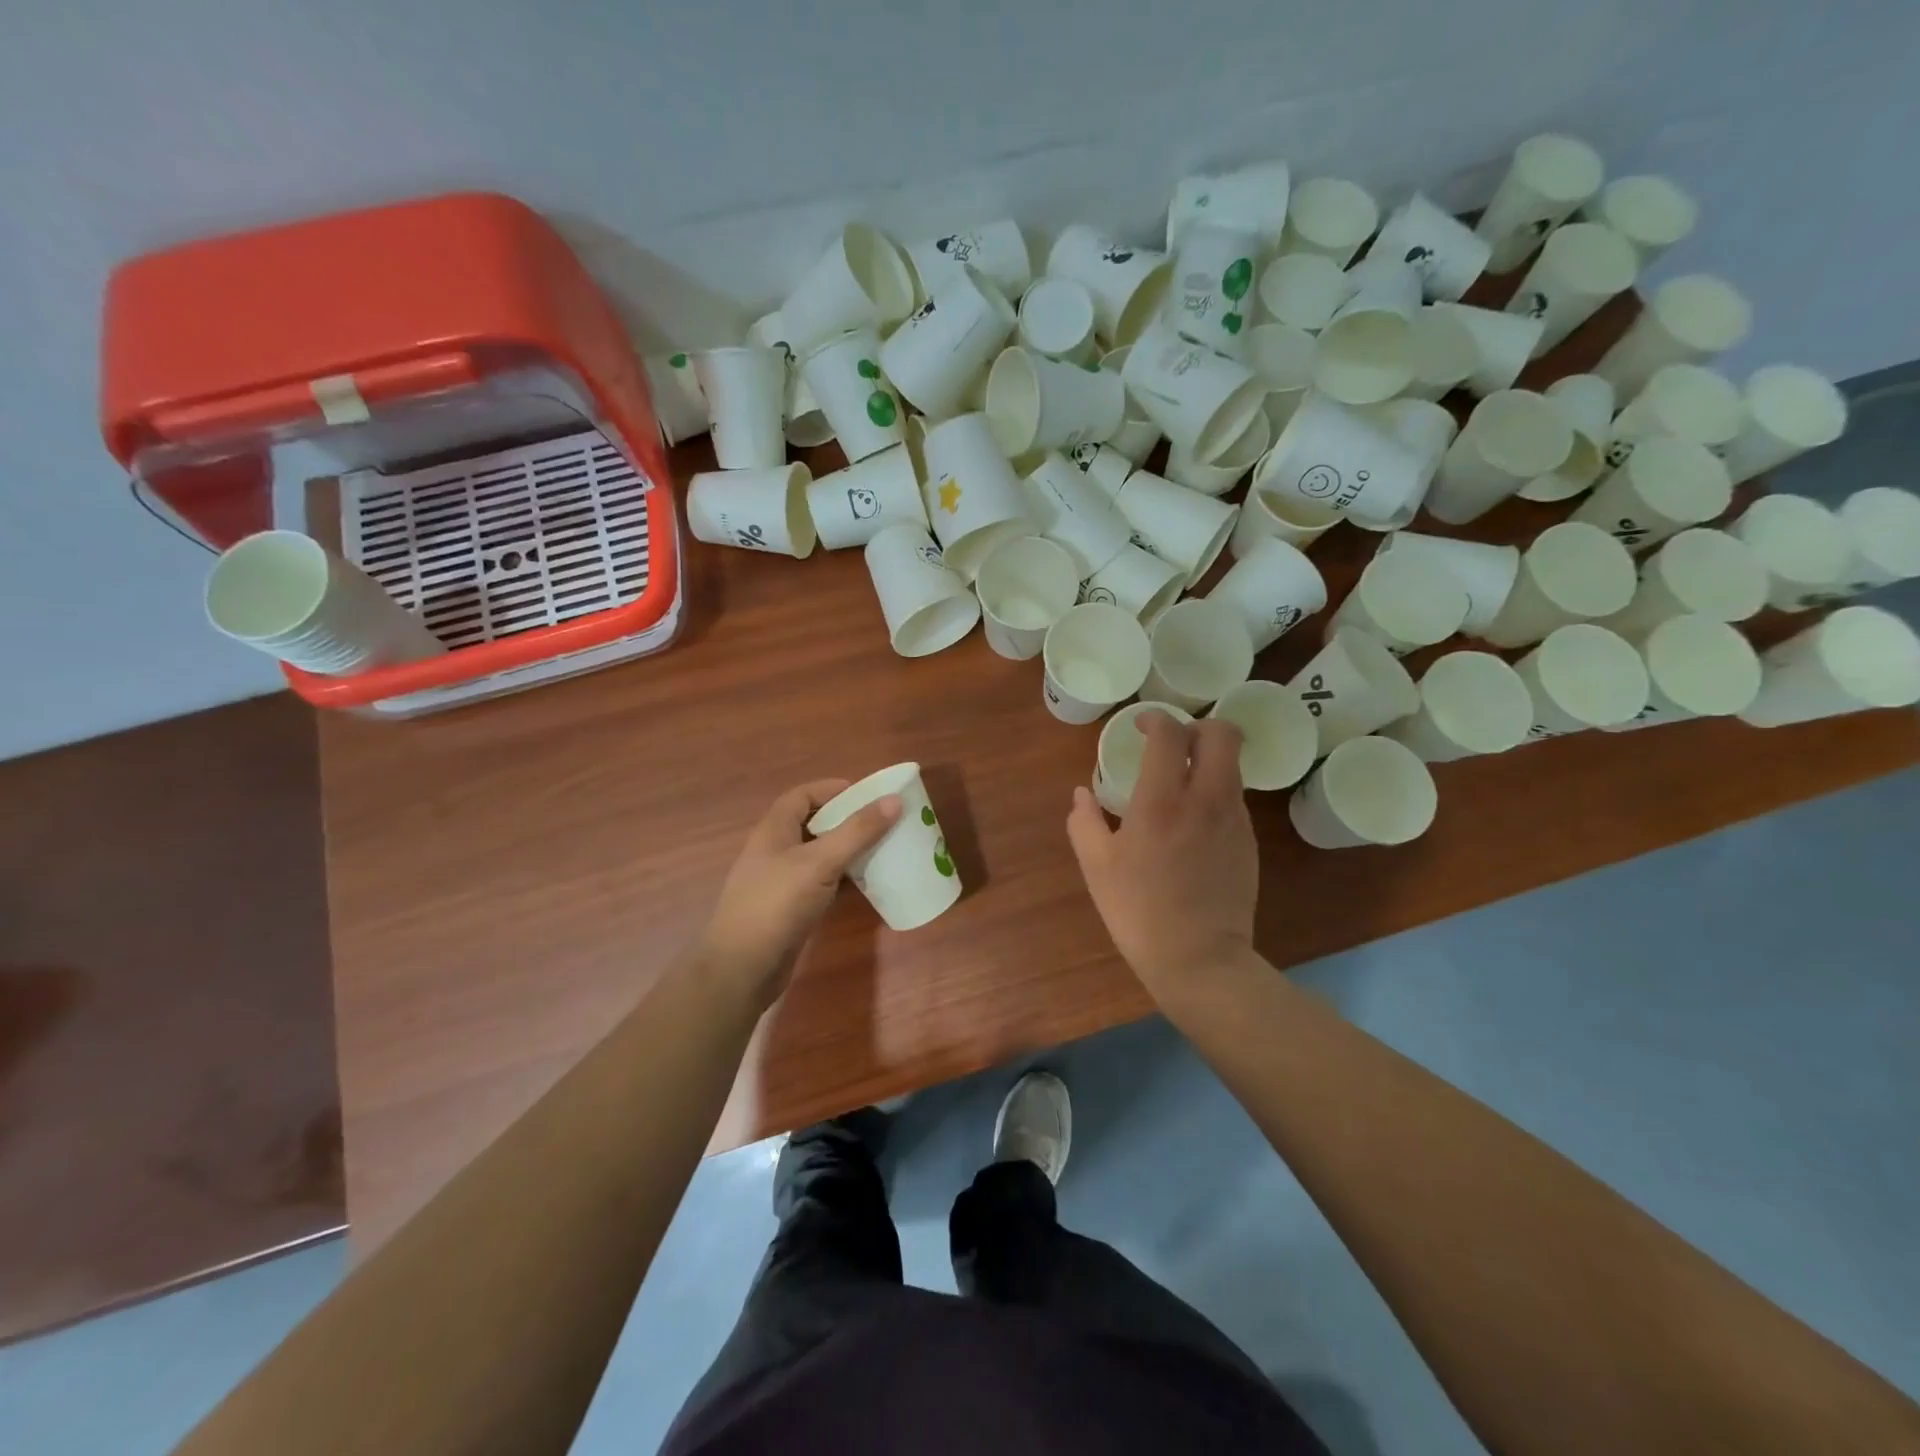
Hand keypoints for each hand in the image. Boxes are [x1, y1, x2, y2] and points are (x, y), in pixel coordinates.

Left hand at [698, 780, 901, 1010]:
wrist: (742, 969)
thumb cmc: (777, 904)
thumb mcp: (820, 862)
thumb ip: (857, 831)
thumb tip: (894, 800)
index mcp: (773, 830)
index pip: (802, 795)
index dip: (831, 789)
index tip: (867, 793)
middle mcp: (773, 851)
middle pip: (811, 824)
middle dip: (844, 819)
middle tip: (881, 821)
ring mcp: (779, 882)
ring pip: (817, 855)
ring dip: (845, 850)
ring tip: (880, 849)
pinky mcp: (787, 909)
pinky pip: (819, 883)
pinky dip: (841, 879)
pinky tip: (864, 885)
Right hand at [1067, 712, 1257, 993]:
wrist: (1199, 959)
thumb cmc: (1138, 911)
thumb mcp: (1096, 867)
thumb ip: (1084, 822)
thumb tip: (1082, 794)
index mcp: (1161, 802)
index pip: (1170, 734)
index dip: (1155, 719)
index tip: (1141, 727)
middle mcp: (1206, 799)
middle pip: (1223, 734)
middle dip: (1198, 726)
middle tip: (1172, 744)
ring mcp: (1234, 820)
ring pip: (1231, 765)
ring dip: (1207, 760)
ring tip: (1180, 783)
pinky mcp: (1248, 840)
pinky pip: (1233, 798)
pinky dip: (1214, 791)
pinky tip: (1192, 822)